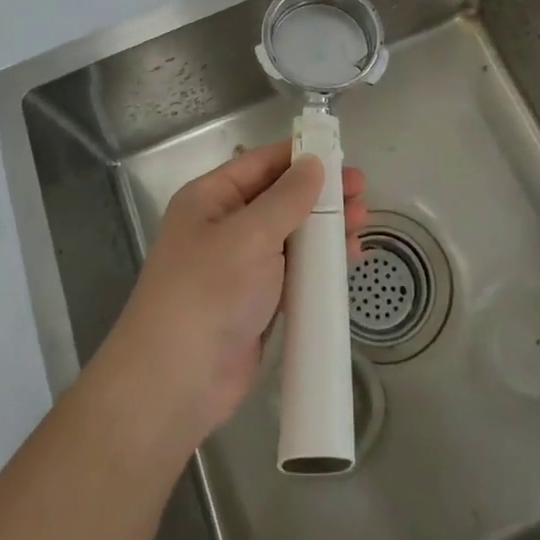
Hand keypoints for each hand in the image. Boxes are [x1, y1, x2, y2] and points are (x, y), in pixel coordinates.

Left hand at [96, 141, 366, 452]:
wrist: (176, 383)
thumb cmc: (208, 293)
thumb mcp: (250, 235)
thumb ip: (287, 197)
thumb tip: (314, 162)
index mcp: (210, 198)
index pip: (261, 164)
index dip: (302, 156)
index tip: (343, 155)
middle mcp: (224, 226)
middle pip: (280, 198)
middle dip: (321, 194)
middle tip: (362, 192)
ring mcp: (240, 266)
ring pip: (291, 235)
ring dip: (325, 228)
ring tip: (363, 223)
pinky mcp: (256, 301)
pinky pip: (293, 271)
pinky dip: (320, 263)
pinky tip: (347, 258)